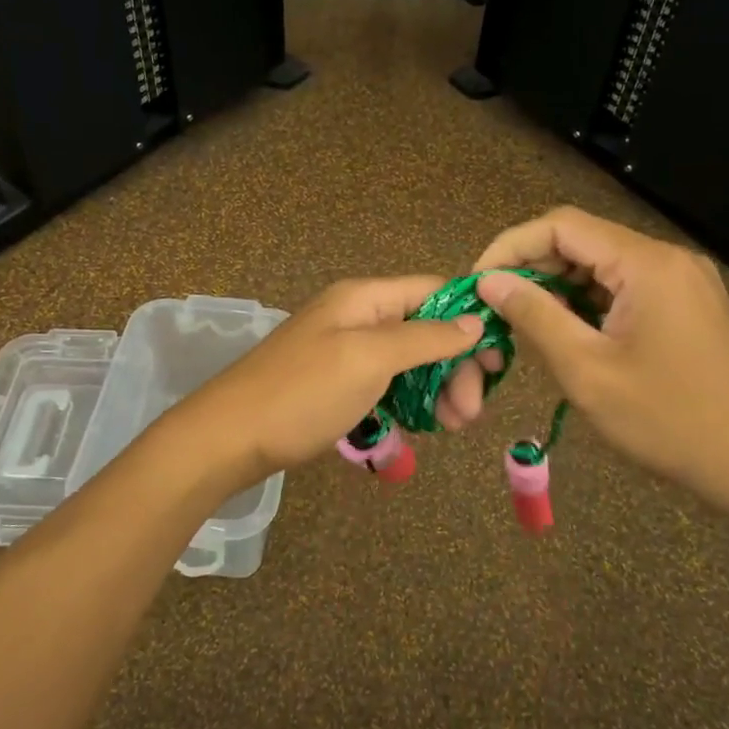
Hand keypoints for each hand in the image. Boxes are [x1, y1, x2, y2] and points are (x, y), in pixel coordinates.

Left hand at [174, 277, 484, 488]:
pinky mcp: (335, 383)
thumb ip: (425, 337)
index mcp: (364, 298)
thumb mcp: (369, 359)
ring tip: (450, 427)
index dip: (470, 320)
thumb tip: (475, 319)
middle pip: (425, 329)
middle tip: (468, 415)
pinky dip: (406, 401)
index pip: (434, 291)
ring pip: (407, 360)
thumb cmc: (302, 393)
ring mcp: (344, 350)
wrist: (229, 437)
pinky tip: (417, 427)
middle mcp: (356, 316)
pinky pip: (384, 383)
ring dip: (435, 389)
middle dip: (455, 366)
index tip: (499, 362)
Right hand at [447, 207, 728, 515]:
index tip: (479, 283)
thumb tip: (490, 281)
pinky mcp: (687, 304)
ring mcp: (682, 280)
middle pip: (582, 241)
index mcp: (646, 264)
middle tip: (497, 309)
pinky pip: (623, 286)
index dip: (511, 246)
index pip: (561, 226)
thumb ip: (534, 316)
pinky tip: (570, 334)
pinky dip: (587, 303)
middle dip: (532, 268)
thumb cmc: (668, 420)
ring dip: (558, 287)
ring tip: (526, 325)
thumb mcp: (586, 370)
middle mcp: (666, 258)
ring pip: (601, 265)